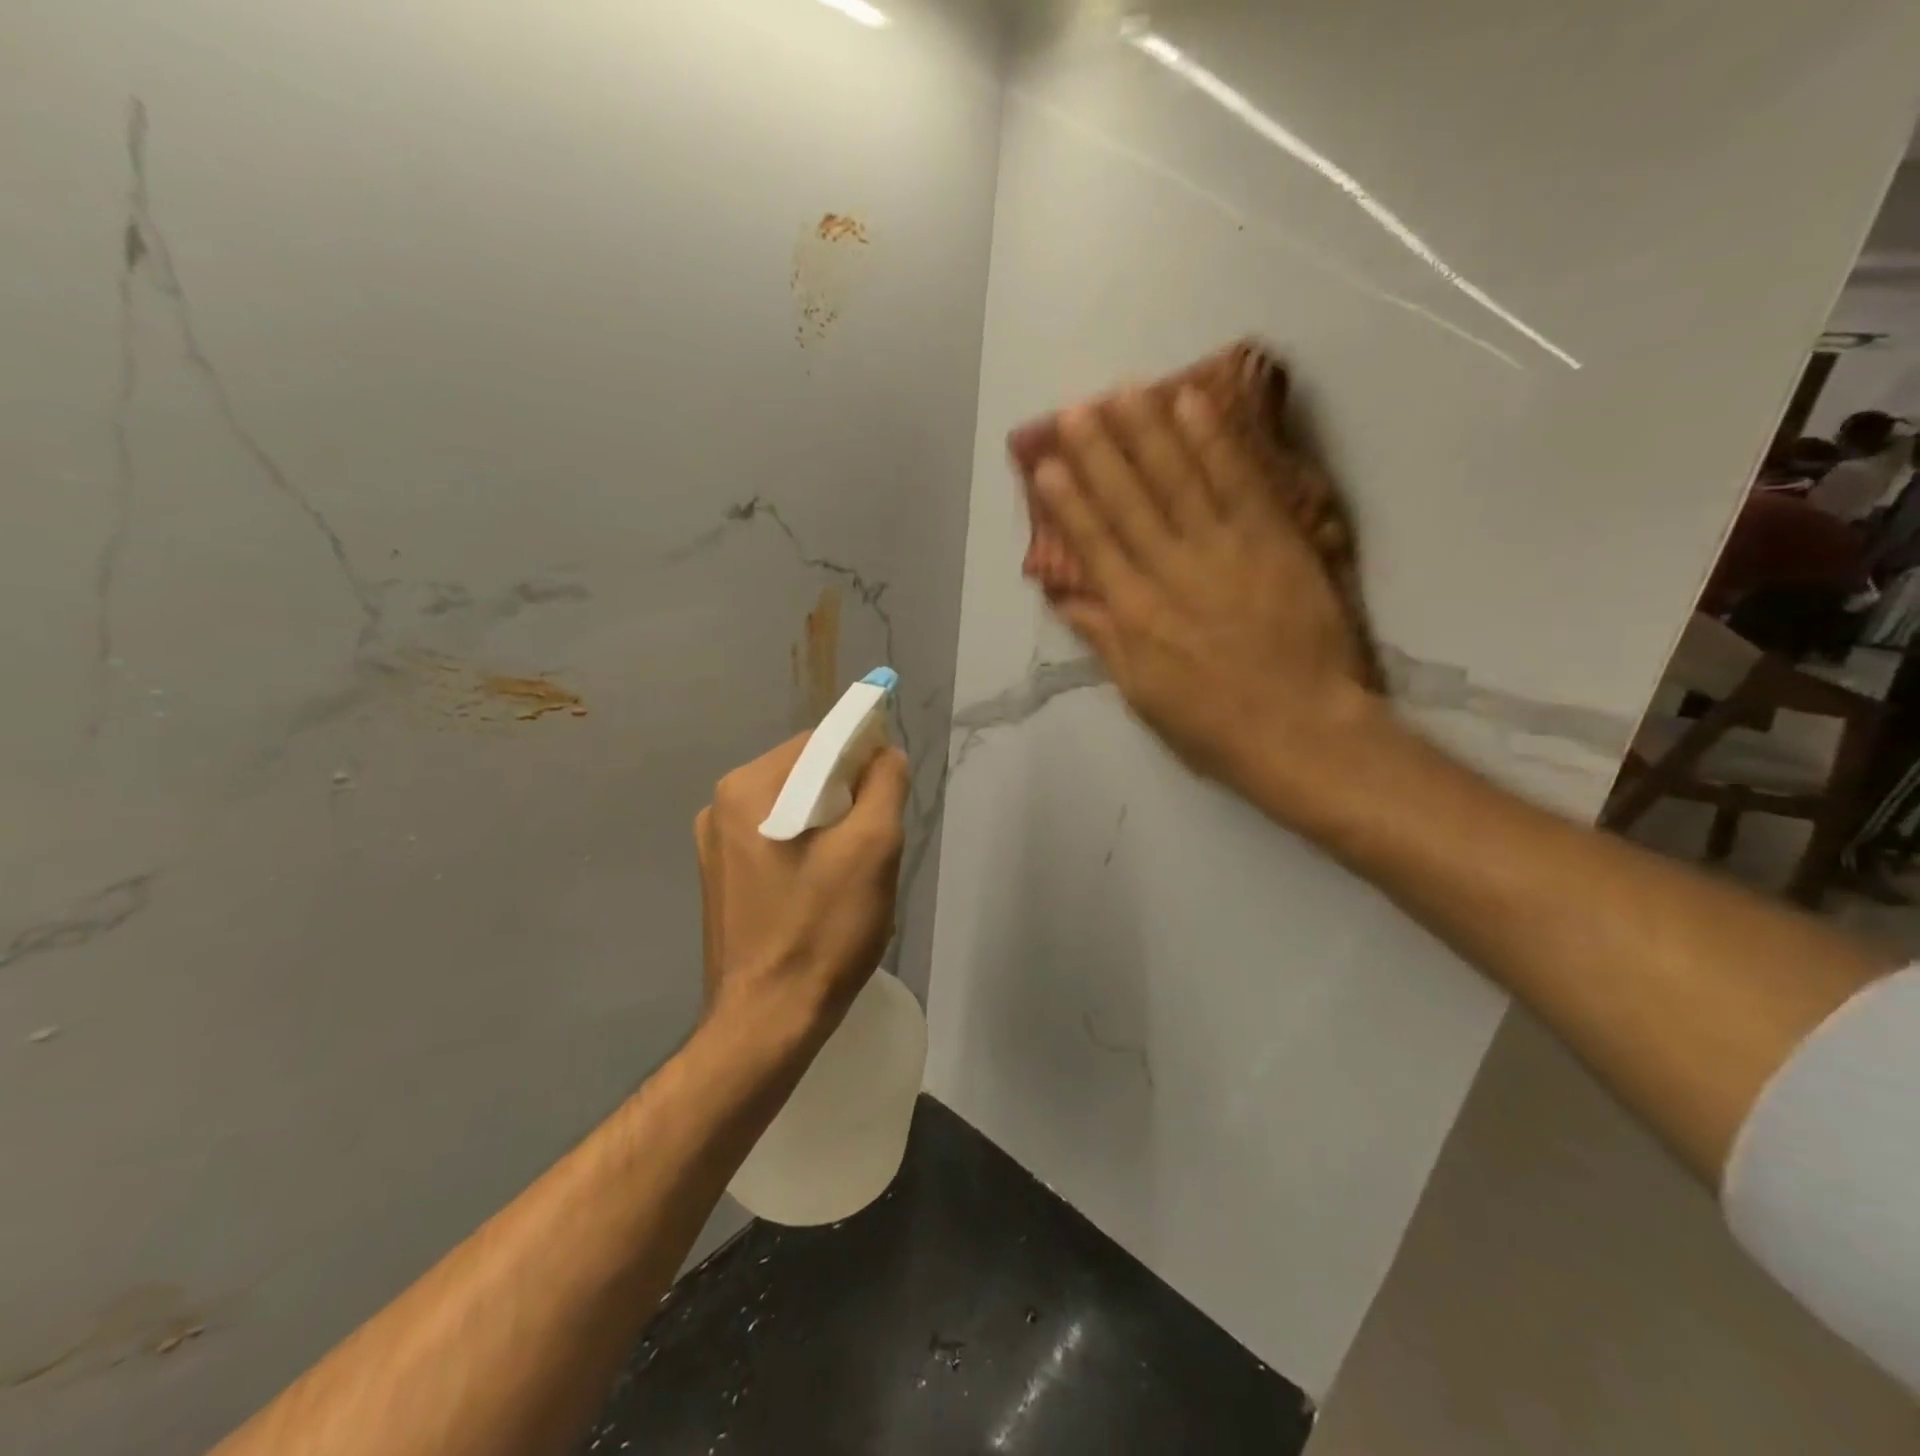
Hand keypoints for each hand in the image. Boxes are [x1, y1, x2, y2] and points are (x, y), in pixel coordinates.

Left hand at [694, 735, 908, 1040]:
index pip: (819, 742)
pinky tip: (824, 891)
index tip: (889, 797)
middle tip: (875, 843)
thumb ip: (884, 783)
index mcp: (746, 788)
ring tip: (853, 873)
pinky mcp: (722, 880)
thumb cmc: (822, 930)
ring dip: (832, 827)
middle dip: (848, 799)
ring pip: (794, 811)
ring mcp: (715, 847)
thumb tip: (883, 752)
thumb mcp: (873, 847)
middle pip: (804, 775)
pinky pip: (777, 842)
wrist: (767, 1022)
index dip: (863, 758)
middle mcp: (720, 807)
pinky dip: (809, 851)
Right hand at [1028, 384, 1382, 807]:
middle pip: (1129, 501)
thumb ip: (1105, 639)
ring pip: (1179, 479)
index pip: (1094, 545)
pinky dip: (1215, 440)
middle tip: (1076, 408)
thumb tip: (1068, 596)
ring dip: (1148, 432)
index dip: (1068, 503)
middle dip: (1099, 452)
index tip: (1047, 465)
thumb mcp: (1142, 693)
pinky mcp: (1273, 540)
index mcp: (1136, 614)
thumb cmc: (1212, 724)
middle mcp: (1171, 572)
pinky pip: (1239, 481)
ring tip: (1124, 391)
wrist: (1301, 730)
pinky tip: (1193, 404)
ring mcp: (1224, 550)